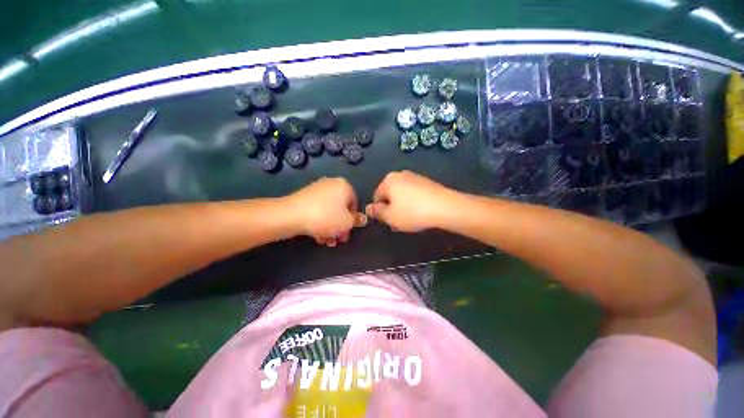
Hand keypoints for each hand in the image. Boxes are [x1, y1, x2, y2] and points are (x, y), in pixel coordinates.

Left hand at [286, 178, 366, 246]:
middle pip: (341, 208)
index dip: (353, 219)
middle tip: (339, 239)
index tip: (348, 231)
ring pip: (329, 211)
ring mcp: (317, 190)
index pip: (355, 203)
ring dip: (331, 227)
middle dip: (341, 226)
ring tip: (327, 241)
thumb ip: (357, 220)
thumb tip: (362, 218)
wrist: (291, 215)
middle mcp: (331, 185)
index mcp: (344, 186)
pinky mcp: (305, 197)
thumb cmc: (326, 217)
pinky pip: (318, 211)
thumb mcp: (347, 222)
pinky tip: (318, 236)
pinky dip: (320, 222)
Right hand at [366, 171, 459, 232]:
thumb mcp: (390, 216)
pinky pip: (414, 194)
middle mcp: (400, 174)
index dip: (380, 211)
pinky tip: (420, 213)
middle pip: (390, 195)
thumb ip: (377, 212)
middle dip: (391, 208)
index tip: (388, 221)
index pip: (376, 197)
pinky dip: (413, 203)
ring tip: (410, 219)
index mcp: (388, 180)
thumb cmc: (412, 212)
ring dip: (402, 207)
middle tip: (398, 222)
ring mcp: (415, 177)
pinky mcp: (427, 182)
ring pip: (402, 195)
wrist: (445, 207)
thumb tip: (368, 208)